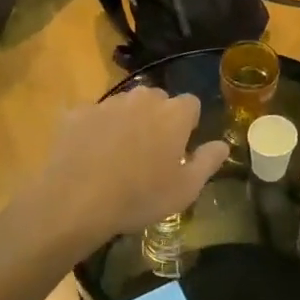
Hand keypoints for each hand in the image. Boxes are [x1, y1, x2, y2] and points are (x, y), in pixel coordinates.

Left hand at [27, 86, 228, 247]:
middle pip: (157, 100)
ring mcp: (107, 103)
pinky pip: (93, 116)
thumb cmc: (140, 196)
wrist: (76, 201)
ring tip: (118, 154)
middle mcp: (142, 98)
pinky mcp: (76, 113)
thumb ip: (208, 161)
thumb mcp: (186, 189)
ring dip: (127, 121)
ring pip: (125, 105)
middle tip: (151, 152)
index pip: (191, 104)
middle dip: (158, 118)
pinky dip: (95, 129)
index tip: (181, 147)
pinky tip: (90, 155)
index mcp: (173, 114)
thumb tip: (222, 144)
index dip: (188, 124)